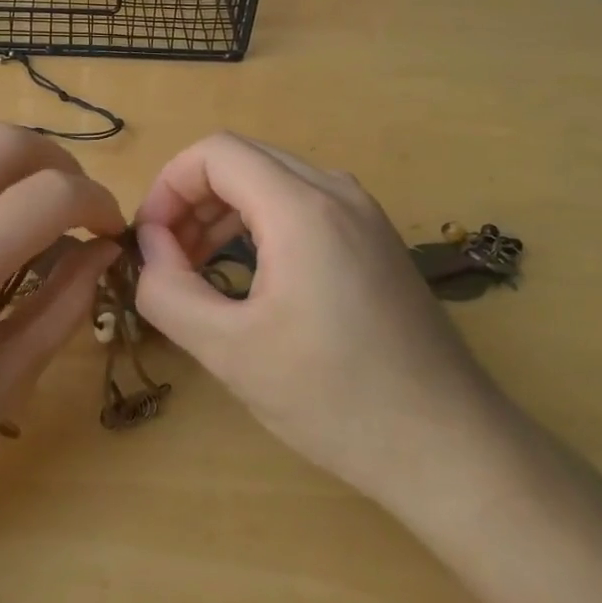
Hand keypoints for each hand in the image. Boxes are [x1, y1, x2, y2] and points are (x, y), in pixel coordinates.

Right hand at [132, 134, 508, 518]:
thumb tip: (150, 249)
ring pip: (273, 180)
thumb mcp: (229, 350)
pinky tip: (250, 273)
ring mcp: (365, 215)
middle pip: (243, 160)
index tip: (149, 241)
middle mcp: (337, 192)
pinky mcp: (377, 241)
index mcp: (302, 207)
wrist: (452, 449)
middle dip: (191, 199)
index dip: (168, 186)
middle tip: (167, 258)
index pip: (214, 153)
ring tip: (198, 267)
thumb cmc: (335, 399)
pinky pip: (303, 205)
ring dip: (224, 211)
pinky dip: (261, 223)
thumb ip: (168, 290)